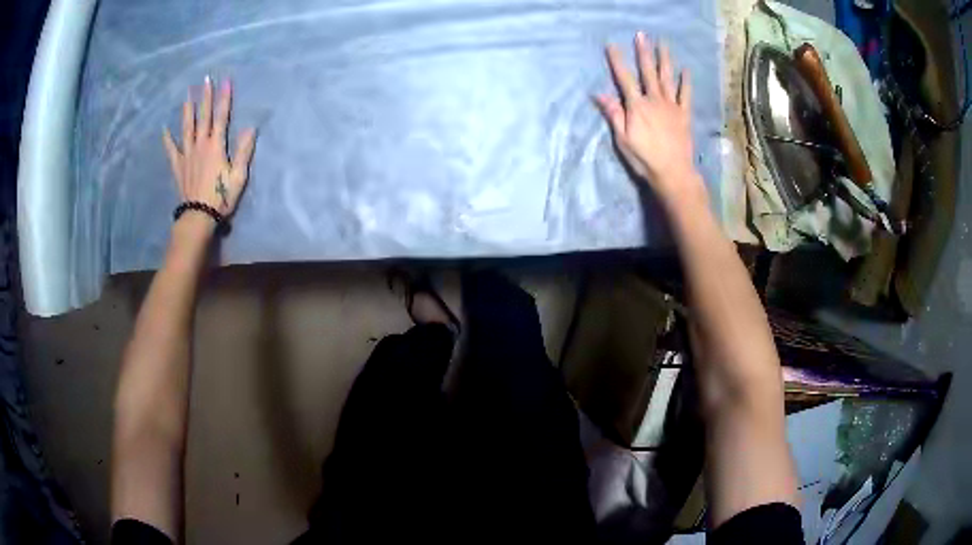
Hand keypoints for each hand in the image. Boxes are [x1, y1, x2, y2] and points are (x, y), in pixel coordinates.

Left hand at [163, 76, 255, 221]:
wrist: (198, 216)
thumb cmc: (221, 197)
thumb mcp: (238, 176)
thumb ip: (244, 151)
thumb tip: (250, 128)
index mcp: (216, 146)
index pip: (221, 116)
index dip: (224, 98)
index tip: (225, 81)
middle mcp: (200, 145)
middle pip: (203, 117)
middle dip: (205, 97)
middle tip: (205, 79)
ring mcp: (187, 155)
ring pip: (187, 128)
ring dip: (187, 111)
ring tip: (187, 96)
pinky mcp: (178, 166)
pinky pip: (171, 150)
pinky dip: (167, 139)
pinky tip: (164, 129)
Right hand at [596, 33, 706, 208]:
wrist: (673, 173)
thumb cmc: (645, 158)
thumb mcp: (623, 139)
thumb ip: (613, 114)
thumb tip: (599, 94)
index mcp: (637, 106)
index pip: (624, 78)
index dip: (617, 61)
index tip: (612, 44)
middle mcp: (654, 100)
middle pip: (648, 72)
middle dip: (643, 52)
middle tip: (641, 35)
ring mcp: (671, 106)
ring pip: (667, 78)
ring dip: (664, 59)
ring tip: (663, 44)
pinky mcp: (684, 114)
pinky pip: (685, 94)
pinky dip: (685, 82)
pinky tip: (685, 70)